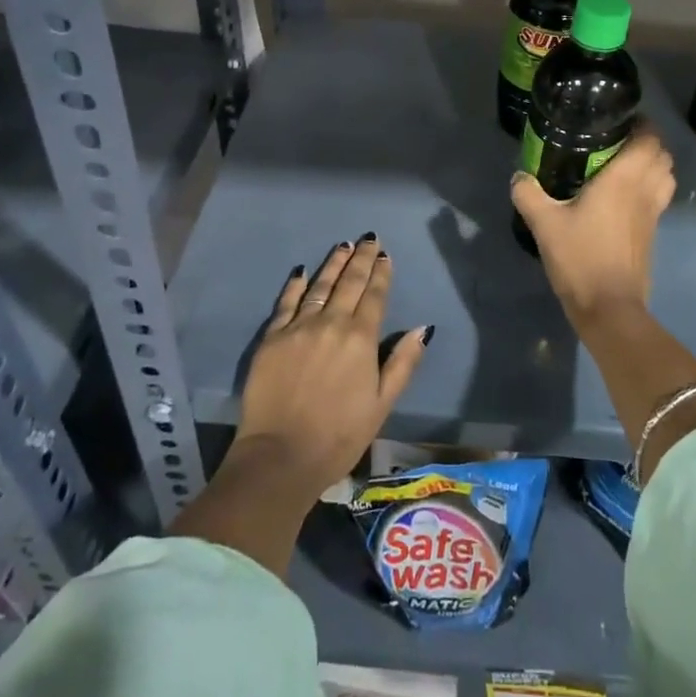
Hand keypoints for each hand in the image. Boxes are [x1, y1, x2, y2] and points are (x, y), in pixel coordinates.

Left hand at [233, 236, 430, 501]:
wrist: (280, 456)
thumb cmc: (339, 435)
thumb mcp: (382, 404)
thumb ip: (403, 363)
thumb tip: (423, 328)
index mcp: (361, 338)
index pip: (375, 295)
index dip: (381, 273)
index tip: (386, 256)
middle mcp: (331, 322)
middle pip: (349, 282)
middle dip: (361, 258)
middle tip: (369, 239)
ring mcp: (298, 327)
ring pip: (320, 285)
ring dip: (334, 263)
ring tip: (344, 245)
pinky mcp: (272, 337)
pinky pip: (287, 302)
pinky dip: (296, 284)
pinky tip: (302, 271)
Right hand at [511, 125, 675, 326]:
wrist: (609, 308)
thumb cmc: (580, 258)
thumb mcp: (544, 224)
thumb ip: (529, 194)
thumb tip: (519, 177)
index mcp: (624, 179)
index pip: (649, 139)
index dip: (641, 125)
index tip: (619, 121)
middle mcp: (644, 191)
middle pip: (663, 155)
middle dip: (646, 143)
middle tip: (617, 142)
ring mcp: (653, 214)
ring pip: (666, 177)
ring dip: (653, 166)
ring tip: (624, 166)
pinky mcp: (652, 234)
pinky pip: (659, 199)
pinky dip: (650, 189)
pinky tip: (622, 198)